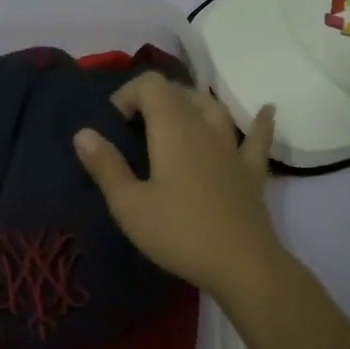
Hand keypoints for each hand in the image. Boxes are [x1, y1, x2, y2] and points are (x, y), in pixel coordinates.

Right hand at [72, 74, 282, 299]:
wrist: (240, 263)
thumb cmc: (178, 233)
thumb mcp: (129, 205)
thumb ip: (106, 166)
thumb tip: (83, 133)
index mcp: (172, 129)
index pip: (151, 85)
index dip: (128, 94)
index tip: (114, 125)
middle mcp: (205, 127)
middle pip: (181, 92)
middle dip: (154, 99)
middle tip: (135, 129)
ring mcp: (233, 148)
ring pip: (214, 108)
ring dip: (193, 104)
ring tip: (177, 118)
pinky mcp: (252, 171)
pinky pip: (257, 138)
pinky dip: (259, 122)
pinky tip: (266, 111)